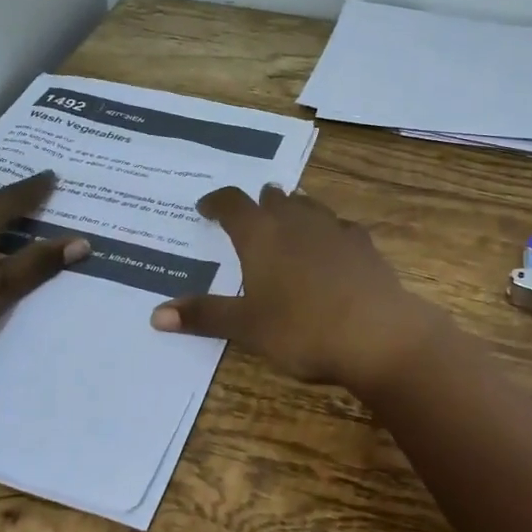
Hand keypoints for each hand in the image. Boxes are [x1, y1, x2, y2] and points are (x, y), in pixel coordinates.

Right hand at [150, 185, 446, 389]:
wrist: (377, 333)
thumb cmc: (301, 329)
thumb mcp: (247, 326)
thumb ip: (204, 316)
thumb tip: (155, 315)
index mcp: (261, 235)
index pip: (231, 203)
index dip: (216, 202)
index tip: (206, 207)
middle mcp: (296, 221)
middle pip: (273, 198)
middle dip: (258, 203)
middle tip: (249, 215)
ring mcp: (334, 229)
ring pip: (308, 206)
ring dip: (294, 210)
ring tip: (287, 220)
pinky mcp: (364, 245)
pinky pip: (340, 227)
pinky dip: (328, 231)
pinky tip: (333, 244)